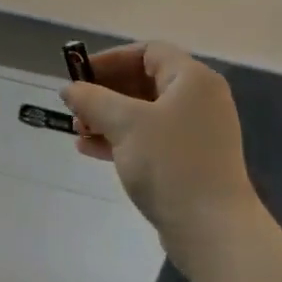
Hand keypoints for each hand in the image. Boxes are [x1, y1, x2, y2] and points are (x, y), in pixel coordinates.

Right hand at [62, 43, 260, 281]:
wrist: (212, 229)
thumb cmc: (170, 164)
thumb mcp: (125, 124)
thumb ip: (92, 100)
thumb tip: (69, 89)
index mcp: (192, 79)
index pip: (148, 52)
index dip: (110, 59)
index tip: (79, 75)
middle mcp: (199, 100)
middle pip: (144, 81)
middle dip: (105, 92)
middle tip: (75, 107)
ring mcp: (196, 132)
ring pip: (144, 112)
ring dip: (108, 117)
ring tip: (78, 131)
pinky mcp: (189, 160)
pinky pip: (150, 138)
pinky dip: (121, 139)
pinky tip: (90, 150)